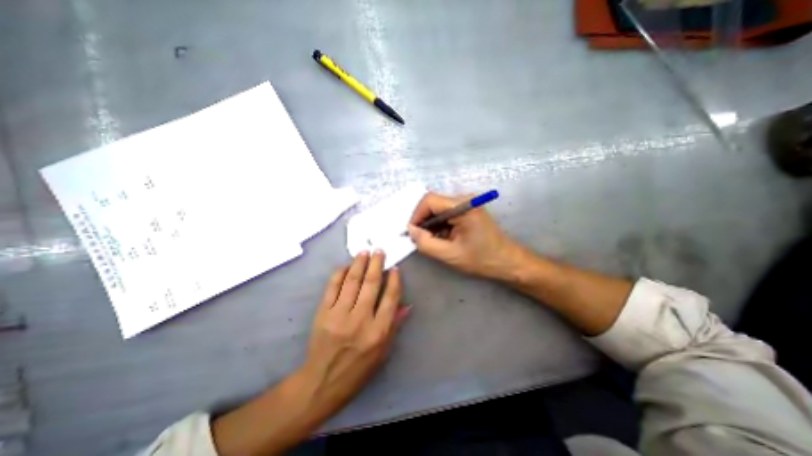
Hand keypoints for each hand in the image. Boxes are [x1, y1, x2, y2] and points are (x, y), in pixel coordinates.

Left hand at [301, 253, 409, 419]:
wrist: (322, 382)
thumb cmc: (358, 369)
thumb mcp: (383, 352)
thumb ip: (394, 325)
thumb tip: (407, 305)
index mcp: (378, 331)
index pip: (390, 298)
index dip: (394, 280)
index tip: (395, 268)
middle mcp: (360, 320)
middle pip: (371, 284)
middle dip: (376, 264)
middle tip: (379, 251)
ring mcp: (339, 315)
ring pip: (352, 281)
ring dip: (359, 263)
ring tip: (364, 252)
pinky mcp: (323, 313)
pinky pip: (332, 287)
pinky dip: (339, 273)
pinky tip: (345, 265)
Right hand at [405, 192, 526, 280]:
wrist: (507, 261)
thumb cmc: (481, 259)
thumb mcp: (450, 255)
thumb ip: (426, 243)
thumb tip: (411, 230)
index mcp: (463, 206)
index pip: (429, 200)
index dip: (416, 215)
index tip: (412, 232)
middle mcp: (465, 199)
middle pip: (433, 203)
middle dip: (423, 220)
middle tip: (419, 238)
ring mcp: (468, 204)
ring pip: (439, 208)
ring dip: (431, 223)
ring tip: (431, 240)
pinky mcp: (468, 210)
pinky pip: (447, 213)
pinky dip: (440, 224)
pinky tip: (441, 237)